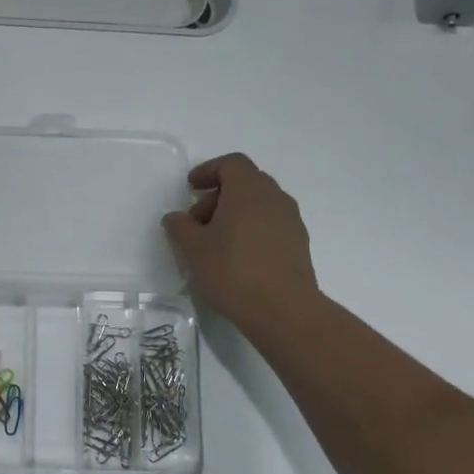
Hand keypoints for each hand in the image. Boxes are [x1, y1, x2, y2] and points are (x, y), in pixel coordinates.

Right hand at [162, 153, 320, 327]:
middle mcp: (275, 198)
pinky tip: (236, 257)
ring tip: (214, 243)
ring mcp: (291, 221)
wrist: (283, 310)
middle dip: (218, 196)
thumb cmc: (232, 271)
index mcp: (249, 190)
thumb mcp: (193, 249)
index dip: (208, 170)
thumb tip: (175, 218)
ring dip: (234, 215)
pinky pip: (270, 225)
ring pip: (259, 205)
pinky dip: (250, 230)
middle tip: (197, 221)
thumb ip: (180, 227)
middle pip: (246, 183)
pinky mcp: (298, 244)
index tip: (191, 188)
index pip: (231, 164)